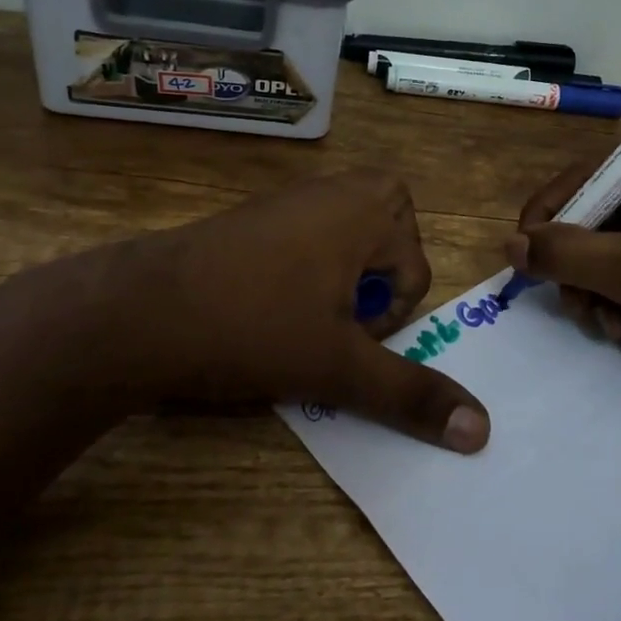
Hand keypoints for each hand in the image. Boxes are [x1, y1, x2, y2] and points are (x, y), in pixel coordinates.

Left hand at [35, 171, 489, 451]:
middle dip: (376, 285)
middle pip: (391, 243)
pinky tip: (265, 306)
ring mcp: (291, 198)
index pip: (417, 272)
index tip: (341, 337)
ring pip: (349, 243)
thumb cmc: (254, 327)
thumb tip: (484, 432)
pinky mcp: (255, 216)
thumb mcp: (340, 366)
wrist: (136, 312)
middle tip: (335, 317)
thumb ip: (411, 394)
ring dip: (341, 282)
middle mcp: (335, 189)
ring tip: (300, 317)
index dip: (386, 318)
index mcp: (369, 207)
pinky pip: (308, 239)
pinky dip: (304, 272)